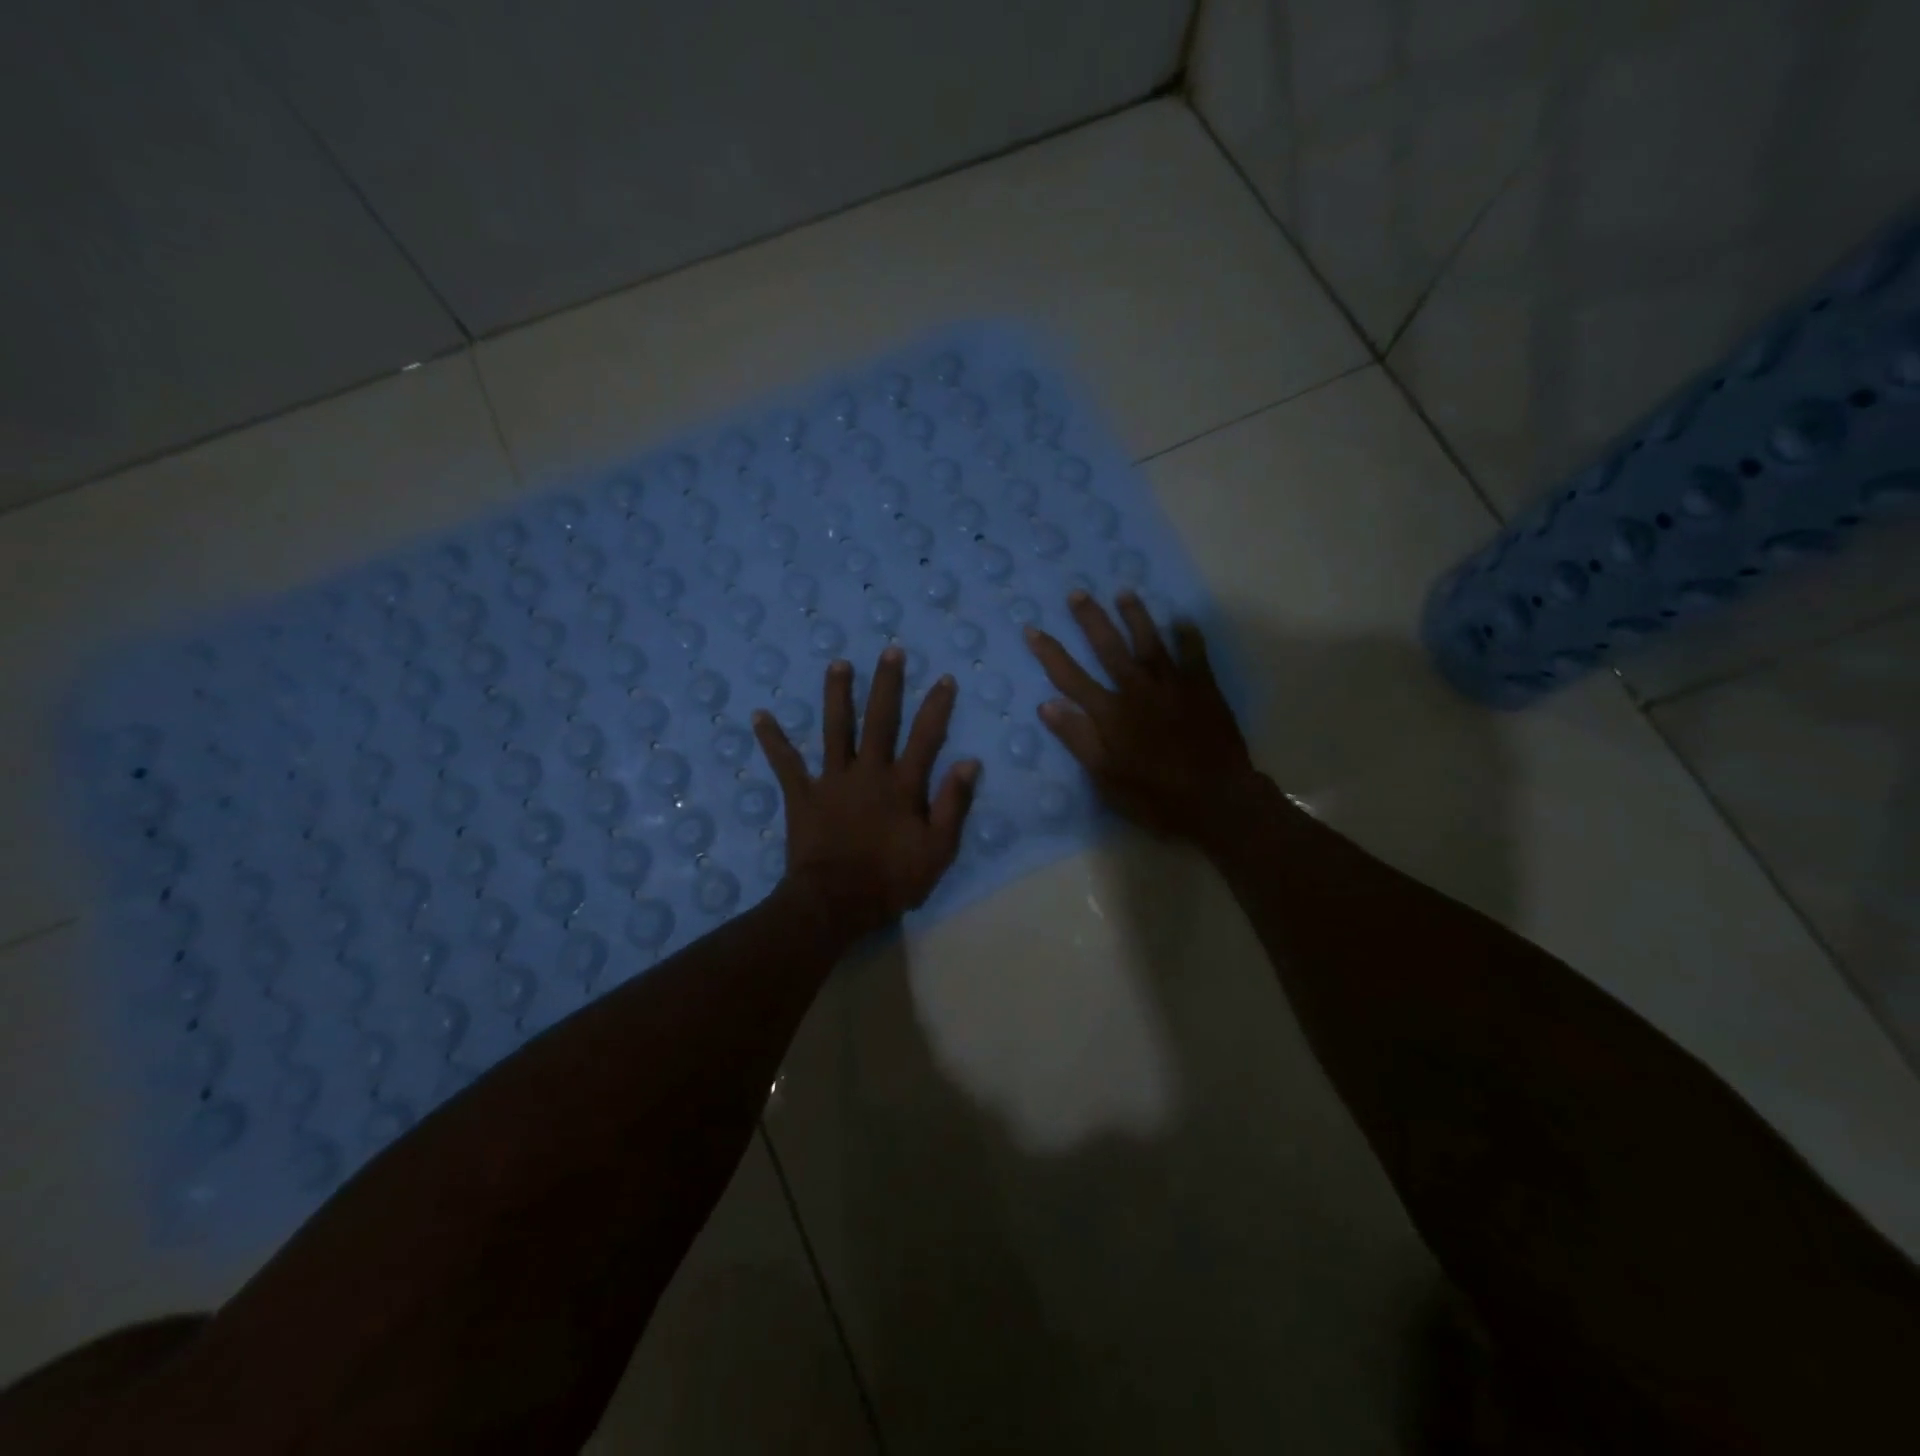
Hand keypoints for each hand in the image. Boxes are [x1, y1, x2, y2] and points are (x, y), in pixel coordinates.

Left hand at [754, 649, 979, 936]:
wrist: (835, 903)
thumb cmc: (891, 880)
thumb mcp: (937, 849)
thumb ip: (953, 804)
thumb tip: (969, 762)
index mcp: (902, 785)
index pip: (926, 737)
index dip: (937, 707)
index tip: (943, 678)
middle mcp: (868, 772)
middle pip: (880, 720)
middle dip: (887, 685)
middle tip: (890, 651)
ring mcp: (832, 780)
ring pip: (836, 729)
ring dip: (837, 695)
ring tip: (837, 664)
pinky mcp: (803, 795)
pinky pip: (785, 763)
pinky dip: (773, 740)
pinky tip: (760, 715)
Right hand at [1024, 590, 1258, 847]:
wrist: (1216, 800)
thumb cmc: (1154, 795)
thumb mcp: (1105, 776)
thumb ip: (1077, 738)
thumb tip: (1047, 704)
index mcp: (1110, 713)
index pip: (1070, 677)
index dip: (1049, 652)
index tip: (1032, 629)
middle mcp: (1138, 689)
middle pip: (1109, 647)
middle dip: (1091, 620)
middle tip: (1078, 593)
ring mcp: (1173, 685)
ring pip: (1150, 642)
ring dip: (1136, 616)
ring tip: (1124, 593)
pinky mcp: (1203, 689)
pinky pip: (1195, 654)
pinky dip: (1188, 636)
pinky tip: (1182, 619)